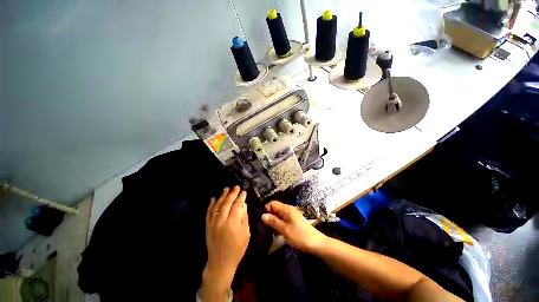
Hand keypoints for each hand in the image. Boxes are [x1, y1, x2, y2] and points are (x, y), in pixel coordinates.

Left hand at [201, 186, 249, 300]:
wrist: (221, 262)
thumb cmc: (237, 248)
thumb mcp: (246, 233)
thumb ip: (244, 217)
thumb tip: (243, 204)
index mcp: (233, 222)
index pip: (237, 205)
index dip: (241, 197)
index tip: (244, 192)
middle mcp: (222, 220)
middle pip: (227, 203)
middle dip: (232, 193)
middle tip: (236, 187)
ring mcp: (213, 222)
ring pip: (217, 205)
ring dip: (222, 196)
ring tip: (226, 189)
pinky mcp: (207, 226)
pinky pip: (209, 212)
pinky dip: (211, 204)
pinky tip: (213, 198)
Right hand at [261, 201, 327, 252]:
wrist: (315, 243)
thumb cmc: (299, 235)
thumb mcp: (284, 229)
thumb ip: (273, 221)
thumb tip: (262, 215)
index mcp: (286, 209)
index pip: (272, 203)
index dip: (266, 209)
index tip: (261, 219)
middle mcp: (288, 210)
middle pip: (275, 209)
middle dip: (269, 216)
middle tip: (263, 226)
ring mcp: (291, 216)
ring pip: (278, 215)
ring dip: (273, 221)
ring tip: (268, 230)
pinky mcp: (293, 222)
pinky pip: (282, 220)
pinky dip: (278, 225)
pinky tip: (276, 232)